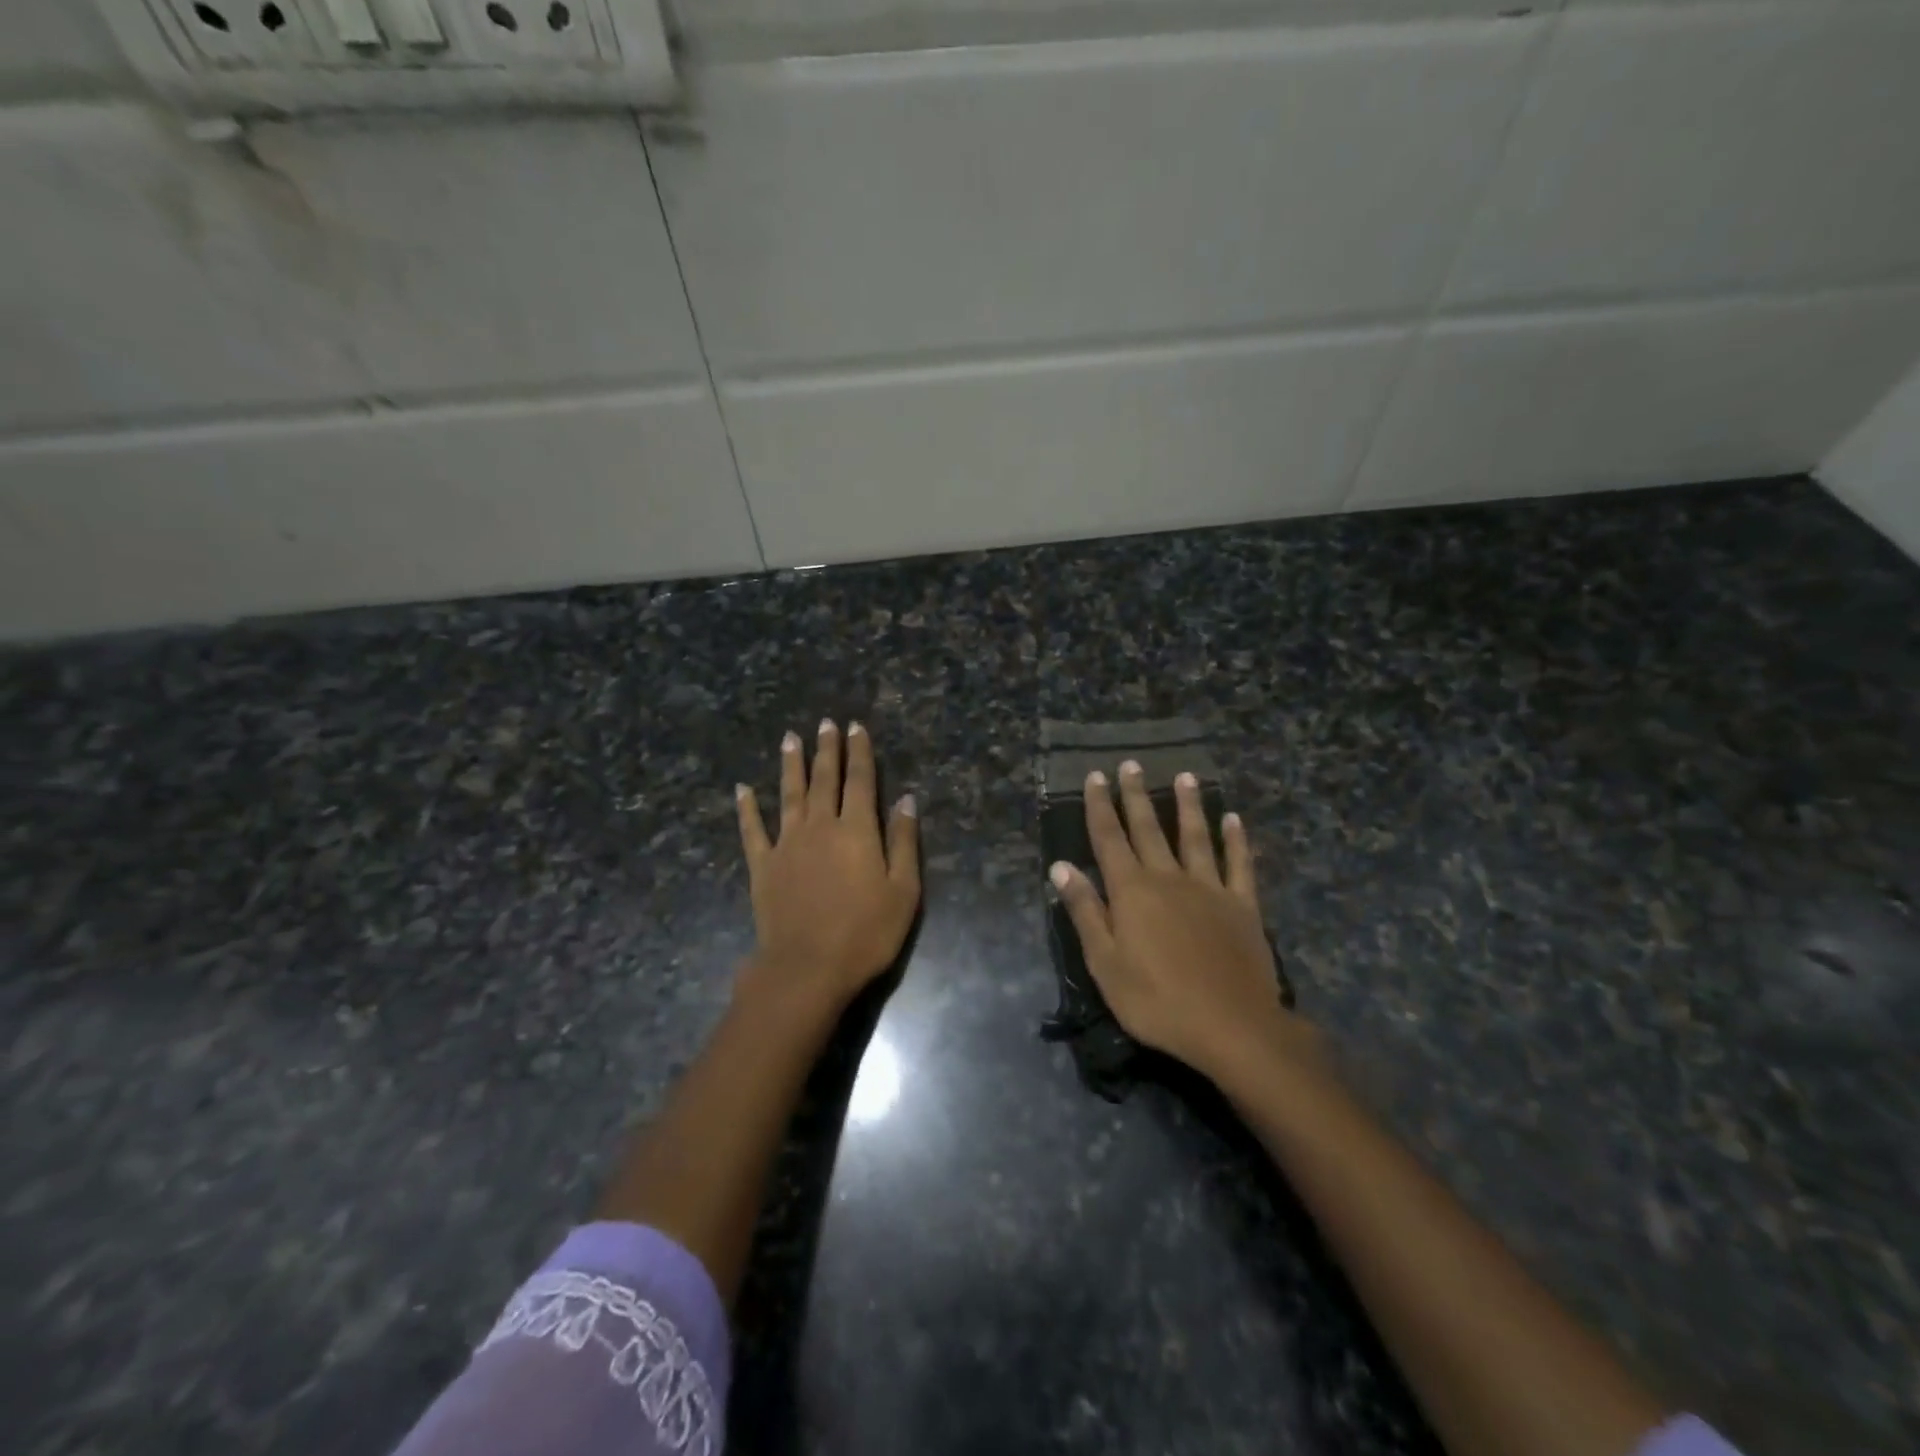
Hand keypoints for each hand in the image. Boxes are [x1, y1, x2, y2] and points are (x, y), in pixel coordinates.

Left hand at [735, 720, 920, 1012]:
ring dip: (790, 764)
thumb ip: (905, 842)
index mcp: (857, 830)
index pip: (860, 781)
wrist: (807, 968)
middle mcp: (820, 826)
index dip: (859, 752)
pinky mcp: (763, 865)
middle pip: (824, 779)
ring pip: (789, 794)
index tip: (855, 727)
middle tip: (824, 723)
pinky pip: (752, 830)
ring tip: (789, 738)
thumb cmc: (865, 933)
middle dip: (826, 749)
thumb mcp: (904, 891)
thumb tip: (907, 799)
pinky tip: (742, 789)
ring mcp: (787, 844)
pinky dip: (747, 808)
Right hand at [1050, 761, 1303, 1078]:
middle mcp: (1169, 877)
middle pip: (1148, 828)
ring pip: (1195, 836)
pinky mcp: (1242, 905)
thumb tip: (1062, 867)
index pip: (1109, 838)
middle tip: (1130, 764)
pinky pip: (1239, 864)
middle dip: (1135, 795)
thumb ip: (1086, 911)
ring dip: (1188, 805)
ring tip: (1184, 776)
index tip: (1095, 776)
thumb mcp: (1105, 963)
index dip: (1100, 806)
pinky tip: (1233, 819)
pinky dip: (1236, 840)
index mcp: (1132, 890)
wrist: (1232, 1026)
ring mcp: (1209, 888)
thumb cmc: (1157, 1000)